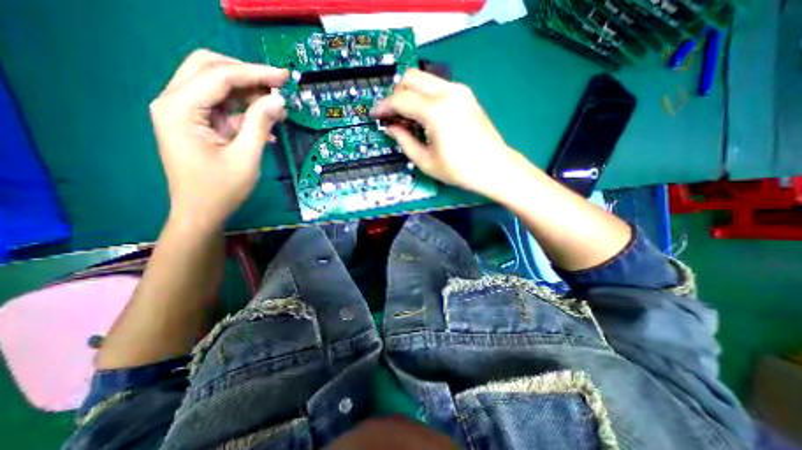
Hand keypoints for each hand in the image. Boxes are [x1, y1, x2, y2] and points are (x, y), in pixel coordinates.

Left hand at [148, 49, 290, 231]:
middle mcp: (175, 102)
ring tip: (278, 107)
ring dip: (249, 93)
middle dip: (247, 74)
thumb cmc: (221, 189)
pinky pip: (223, 108)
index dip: (254, 73)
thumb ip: (260, 124)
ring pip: (217, 87)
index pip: (218, 76)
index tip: (284, 76)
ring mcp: (184, 113)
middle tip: (278, 84)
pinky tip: (267, 125)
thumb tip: (278, 99)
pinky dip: (245, 112)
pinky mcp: (197, 124)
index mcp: (180, 109)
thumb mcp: (246, 157)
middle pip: (209, 69)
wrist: (201, 213)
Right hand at [374, 68, 524, 197]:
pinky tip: (424, 115)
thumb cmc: (459, 170)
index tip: (375, 116)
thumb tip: (391, 127)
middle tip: (392, 116)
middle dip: (395, 94)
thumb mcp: (425, 161)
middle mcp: (448, 92)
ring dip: (410, 93)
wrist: (494, 167)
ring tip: (407, 117)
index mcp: (436, 111)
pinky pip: (437, 86)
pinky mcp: (466, 95)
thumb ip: (404, 141)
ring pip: (424, 78)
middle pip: (410, 78)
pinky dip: (424, 95)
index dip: (384, 107)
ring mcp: (459, 90)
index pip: (400, 99)